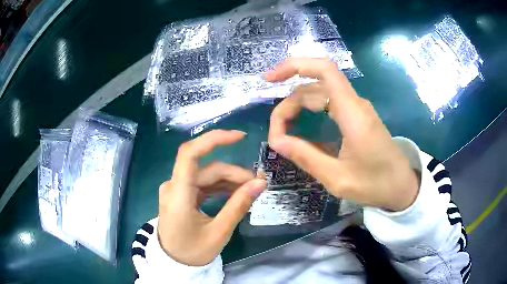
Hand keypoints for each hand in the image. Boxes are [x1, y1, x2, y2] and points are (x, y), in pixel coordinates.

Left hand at [158, 130, 266, 265]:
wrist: (173, 262)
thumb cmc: (192, 251)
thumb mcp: (219, 232)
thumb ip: (239, 205)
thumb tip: (260, 183)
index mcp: (178, 194)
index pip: (190, 153)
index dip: (214, 139)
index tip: (240, 137)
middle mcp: (174, 185)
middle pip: (207, 168)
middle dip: (234, 173)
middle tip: (258, 184)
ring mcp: (176, 189)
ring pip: (206, 175)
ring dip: (229, 180)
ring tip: (250, 189)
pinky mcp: (181, 194)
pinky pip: (202, 184)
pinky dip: (220, 187)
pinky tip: (235, 193)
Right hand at [266, 58, 419, 211]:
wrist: (402, 187)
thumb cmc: (376, 185)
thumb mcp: (338, 178)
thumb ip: (306, 157)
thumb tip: (276, 142)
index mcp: (353, 113)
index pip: (324, 70)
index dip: (294, 66)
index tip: (269, 80)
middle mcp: (355, 104)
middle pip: (314, 87)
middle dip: (289, 104)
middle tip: (276, 135)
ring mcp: (356, 109)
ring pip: (319, 95)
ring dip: (297, 109)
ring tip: (283, 132)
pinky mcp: (357, 117)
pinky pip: (328, 105)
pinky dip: (309, 112)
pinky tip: (300, 129)